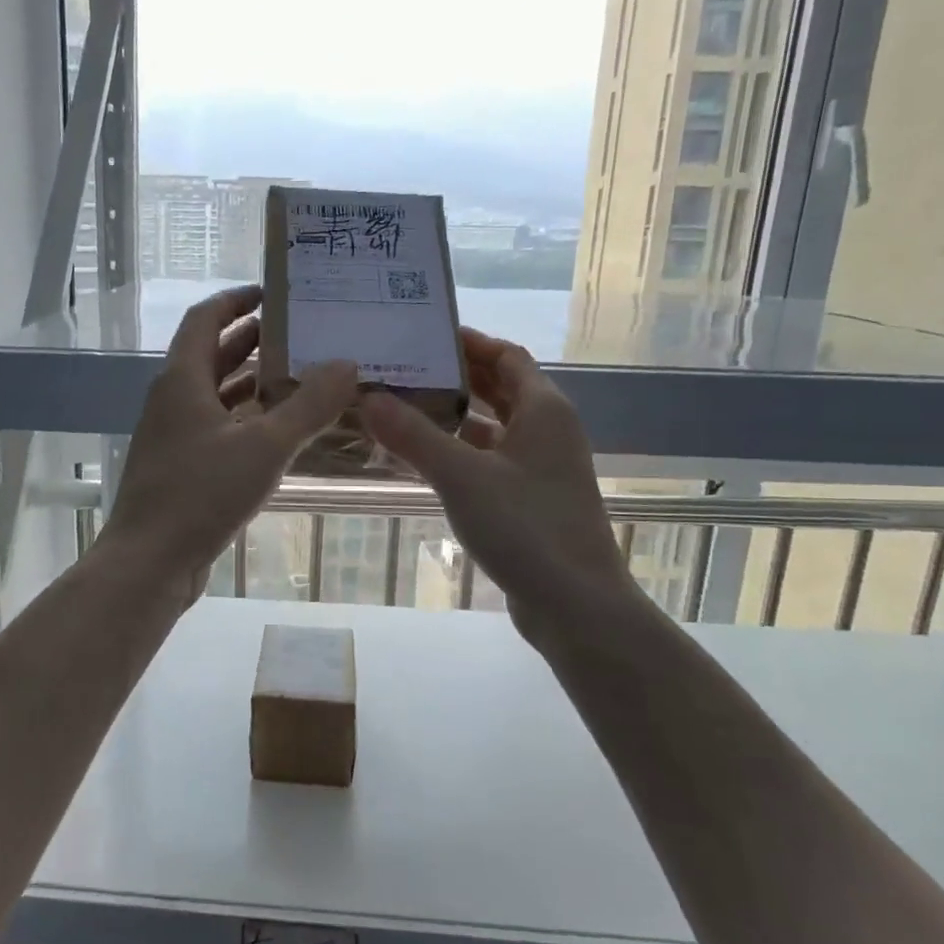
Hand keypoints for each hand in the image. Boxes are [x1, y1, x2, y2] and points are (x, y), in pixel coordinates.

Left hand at [102, 286, 357, 606]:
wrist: (149, 562)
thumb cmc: (201, 494)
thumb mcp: (265, 446)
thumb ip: (309, 405)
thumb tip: (348, 364)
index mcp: (182, 379)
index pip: (205, 319)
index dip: (236, 300)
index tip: (273, 293)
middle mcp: (173, 399)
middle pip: (211, 354)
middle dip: (252, 340)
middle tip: (301, 335)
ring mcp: (173, 435)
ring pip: (215, 394)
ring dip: (251, 382)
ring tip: (299, 377)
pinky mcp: (180, 467)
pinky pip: (216, 427)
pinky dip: (246, 419)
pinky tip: (278, 432)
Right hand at [359, 328, 638, 640]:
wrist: (576, 606)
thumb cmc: (526, 528)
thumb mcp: (462, 477)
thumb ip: (414, 435)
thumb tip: (367, 396)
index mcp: (544, 410)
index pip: (506, 356)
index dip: (469, 343)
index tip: (423, 337)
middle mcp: (547, 431)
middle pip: (501, 388)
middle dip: (457, 376)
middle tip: (403, 369)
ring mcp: (541, 468)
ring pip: (495, 427)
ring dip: (456, 415)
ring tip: (403, 407)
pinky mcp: (531, 500)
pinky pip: (491, 460)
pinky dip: (461, 451)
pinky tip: (425, 458)